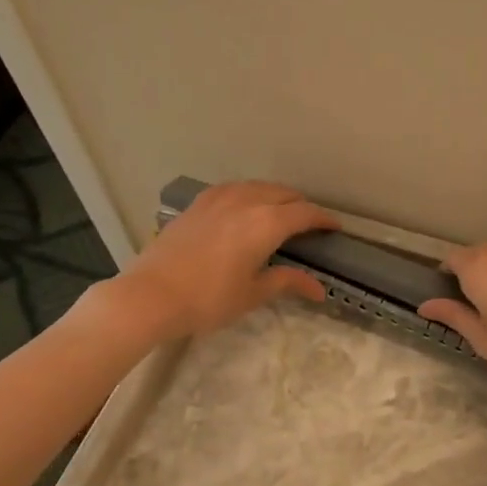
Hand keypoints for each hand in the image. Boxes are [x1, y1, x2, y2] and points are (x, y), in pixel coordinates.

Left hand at [110, 182, 337, 341]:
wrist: (151, 295)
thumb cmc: (208, 299)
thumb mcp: (253, 293)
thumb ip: (287, 282)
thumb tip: (319, 289)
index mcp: (266, 223)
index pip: (305, 213)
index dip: (324, 219)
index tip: (335, 228)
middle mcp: (246, 201)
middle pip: (283, 194)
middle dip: (302, 206)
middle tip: (310, 224)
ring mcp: (218, 198)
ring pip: (258, 186)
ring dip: (275, 196)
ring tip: (281, 212)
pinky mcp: (197, 204)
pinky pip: (233, 189)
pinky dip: (249, 194)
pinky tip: (245, 208)